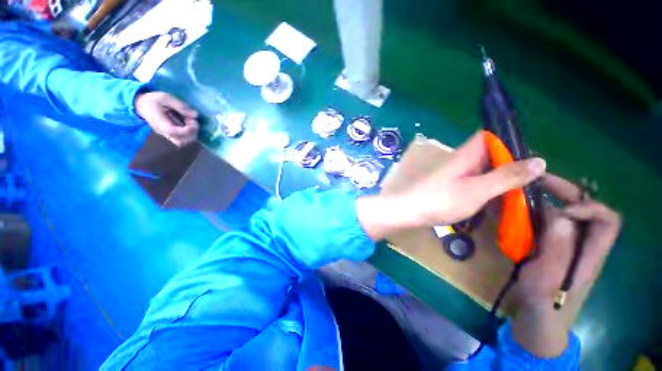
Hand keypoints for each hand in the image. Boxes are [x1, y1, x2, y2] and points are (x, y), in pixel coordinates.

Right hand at [135, 92, 199, 146]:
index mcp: (159, 122)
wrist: (140, 105)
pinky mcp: (170, 135)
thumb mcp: (165, 97)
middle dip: (192, 133)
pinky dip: (189, 134)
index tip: (193, 121)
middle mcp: (163, 131)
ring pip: (182, 142)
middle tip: (193, 122)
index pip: (173, 132)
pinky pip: (182, 139)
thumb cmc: (152, 100)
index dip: (187, 130)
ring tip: (191, 122)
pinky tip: (189, 124)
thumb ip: (180, 105)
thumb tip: (195, 115)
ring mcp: (166, 134)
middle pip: (180, 142)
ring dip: (192, 134)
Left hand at [357, 131, 546, 240]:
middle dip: (509, 162)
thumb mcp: (477, 190)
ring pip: (482, 169)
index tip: (529, 152)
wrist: (409, 211)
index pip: (489, 136)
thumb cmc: (440, 200)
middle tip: (532, 176)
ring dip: (499, 176)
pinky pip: (473, 181)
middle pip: (488, 154)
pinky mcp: (449, 186)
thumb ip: (506, 176)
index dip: (508, 139)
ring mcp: (453, 174)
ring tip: (522, 188)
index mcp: (466, 154)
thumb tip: (539, 160)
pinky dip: (487, 187)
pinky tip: (498, 198)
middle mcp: (459, 160)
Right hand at [511, 174, 620, 357]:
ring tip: (526, 188)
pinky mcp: (550, 241)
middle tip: (537, 181)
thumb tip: (561, 217)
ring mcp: (565, 240)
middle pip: (586, 207)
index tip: (560, 208)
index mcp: (590, 252)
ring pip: (566, 209)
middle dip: (565, 191)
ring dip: (549, 195)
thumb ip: (557, 251)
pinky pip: (548, 217)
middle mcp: (583, 241)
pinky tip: (519, 206)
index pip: (607, 220)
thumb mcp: (547, 279)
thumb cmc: (543, 300)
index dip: (589, 207)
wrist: (535, 312)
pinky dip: (536, 207)